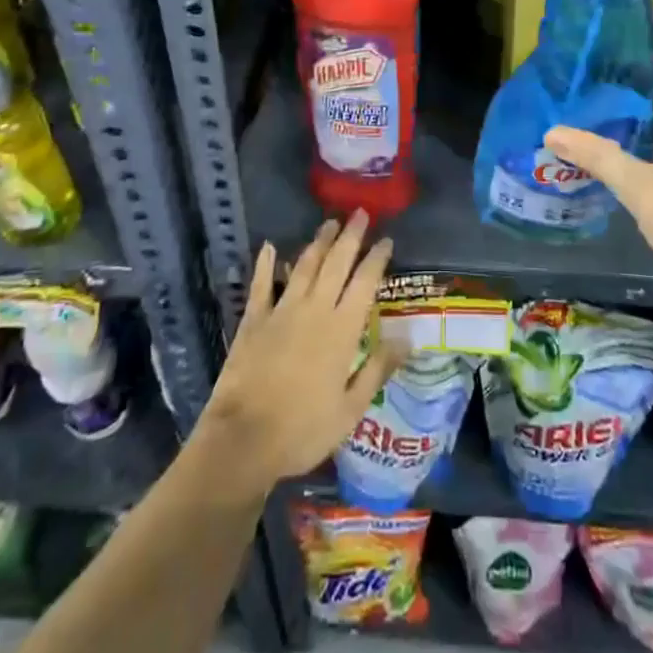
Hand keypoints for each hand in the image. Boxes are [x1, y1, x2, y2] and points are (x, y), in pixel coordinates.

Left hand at [191, 212, 398, 496]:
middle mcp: (315, 309)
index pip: (365, 282)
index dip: (376, 258)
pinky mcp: (254, 319)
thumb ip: (378, 368)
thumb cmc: (303, 429)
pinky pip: (261, 284)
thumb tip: (408, 337)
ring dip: (318, 242)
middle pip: (336, 263)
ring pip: (305, 266)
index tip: (386, 240)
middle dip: (350, 236)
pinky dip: (265, 263)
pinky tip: (269, 247)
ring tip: (329, 223)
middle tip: (360, 213)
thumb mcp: (351, 409)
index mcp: (342, 329)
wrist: (244, 440)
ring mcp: (282, 310)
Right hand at [545, 41, 652, 303]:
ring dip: (640, 102)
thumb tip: (550, 130)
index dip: (639, 46)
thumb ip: (596, 155)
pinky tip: (621, 135)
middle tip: (587, 69)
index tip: (602, 42)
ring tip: (595, 95)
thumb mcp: (639, 186)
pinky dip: (650, 125)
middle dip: (631, 74)